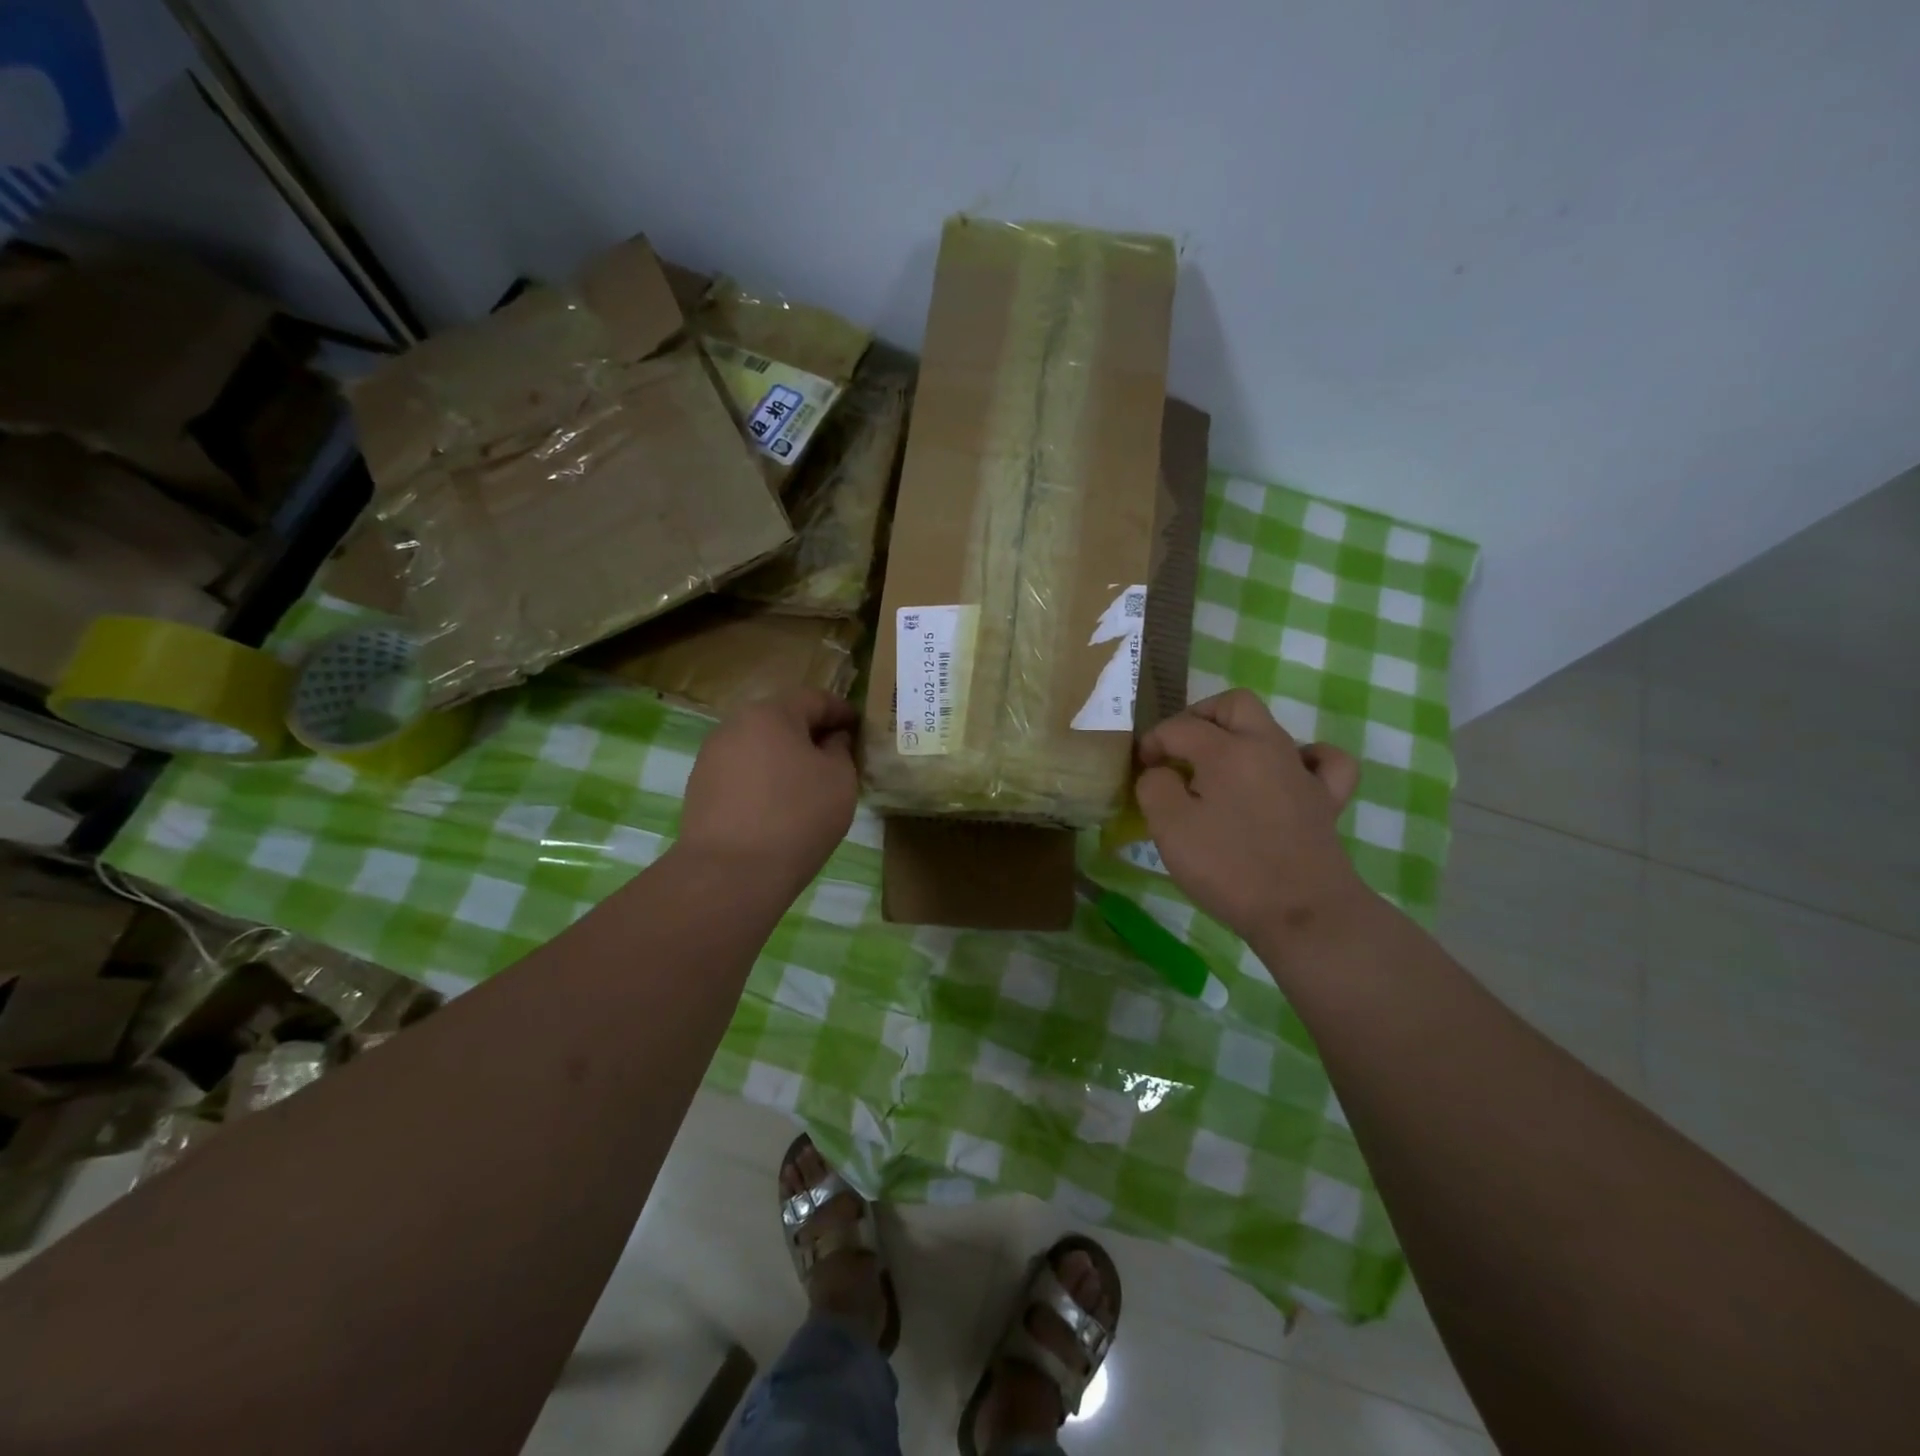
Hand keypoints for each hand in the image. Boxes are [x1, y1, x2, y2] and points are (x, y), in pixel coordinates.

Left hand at [678, 689, 859, 893]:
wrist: (730, 874)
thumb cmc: (797, 817)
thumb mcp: (840, 780)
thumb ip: (840, 750)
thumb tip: (830, 740)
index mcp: (771, 713)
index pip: (814, 698)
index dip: (841, 711)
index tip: (860, 727)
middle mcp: (734, 725)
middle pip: (781, 720)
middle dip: (810, 734)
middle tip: (836, 757)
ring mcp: (711, 757)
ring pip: (759, 747)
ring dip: (784, 758)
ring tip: (807, 786)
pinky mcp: (699, 789)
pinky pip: (742, 774)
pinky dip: (764, 781)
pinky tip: (778, 807)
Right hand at [1136, 689, 1365, 952]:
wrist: (1303, 913)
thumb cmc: (1229, 868)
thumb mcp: (1169, 828)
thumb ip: (1154, 787)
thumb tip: (1160, 772)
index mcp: (1227, 750)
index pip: (1180, 727)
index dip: (1153, 742)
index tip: (1140, 768)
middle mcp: (1268, 747)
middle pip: (1234, 705)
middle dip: (1200, 717)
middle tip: (1178, 748)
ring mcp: (1302, 771)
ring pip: (1272, 727)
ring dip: (1239, 736)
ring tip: (1218, 768)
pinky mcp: (1325, 800)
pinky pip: (1322, 761)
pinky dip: (1303, 758)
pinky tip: (1287, 774)